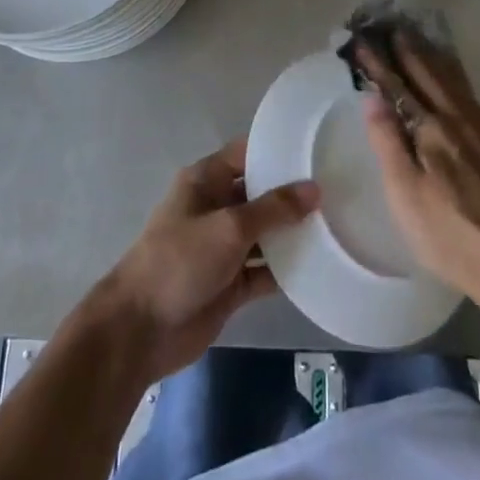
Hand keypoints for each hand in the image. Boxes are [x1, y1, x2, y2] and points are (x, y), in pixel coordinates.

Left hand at [93, 138, 318, 380]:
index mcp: (206, 181)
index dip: (278, 150)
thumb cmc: (180, 260)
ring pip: (265, 234)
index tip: (317, 150)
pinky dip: (285, 270)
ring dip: (293, 234)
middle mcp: (216, 207)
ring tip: (337, 226)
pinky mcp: (229, 283)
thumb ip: (273, 208)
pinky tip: (319, 267)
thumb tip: (314, 189)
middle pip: (260, 194)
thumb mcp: (229, 227)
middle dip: (293, 194)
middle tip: (339, 190)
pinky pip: (264, 270)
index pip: (247, 154)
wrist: (141, 330)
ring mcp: (223, 247)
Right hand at [356, 30, 479, 300]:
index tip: (364, 41)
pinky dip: (454, 75)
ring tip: (419, 39)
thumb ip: (388, 142)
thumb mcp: (405, 193)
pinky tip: (453, 78)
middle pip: (430, 74)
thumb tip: (373, 98)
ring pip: (453, 80)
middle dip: (409, 50)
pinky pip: (468, 93)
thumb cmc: (448, 232)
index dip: (380, 64)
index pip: (398, 86)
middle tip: (392, 26)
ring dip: (432, 57)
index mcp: (432, 128)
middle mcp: (458, 118)